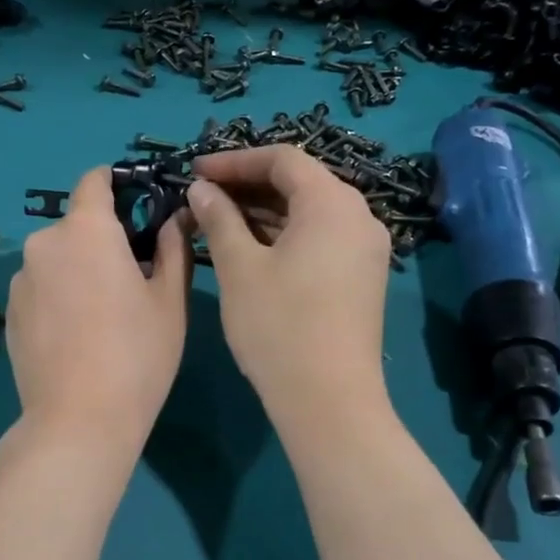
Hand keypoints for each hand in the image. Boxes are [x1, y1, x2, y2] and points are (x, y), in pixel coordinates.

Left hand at [6, 166, 192, 450]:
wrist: (78, 420)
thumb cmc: (137, 353)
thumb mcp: (168, 299)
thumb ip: (172, 247)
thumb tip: (176, 217)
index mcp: (86, 229)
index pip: (94, 181)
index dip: (116, 184)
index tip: (137, 204)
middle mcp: (44, 243)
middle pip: (76, 224)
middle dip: (102, 238)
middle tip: (131, 275)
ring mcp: (20, 279)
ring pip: (56, 258)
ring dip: (77, 268)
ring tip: (102, 312)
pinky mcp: (9, 312)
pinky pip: (40, 286)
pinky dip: (58, 294)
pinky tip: (76, 334)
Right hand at [186, 146, 392, 430]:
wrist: (329, 400)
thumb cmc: (278, 325)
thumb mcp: (239, 267)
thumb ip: (219, 218)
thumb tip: (201, 188)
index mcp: (332, 203)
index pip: (282, 159)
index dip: (234, 160)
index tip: (194, 171)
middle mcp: (358, 216)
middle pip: (299, 182)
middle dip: (247, 184)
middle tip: (202, 195)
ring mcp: (364, 249)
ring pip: (308, 212)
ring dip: (263, 211)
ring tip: (216, 220)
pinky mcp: (361, 276)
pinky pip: (319, 237)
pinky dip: (283, 234)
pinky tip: (249, 247)